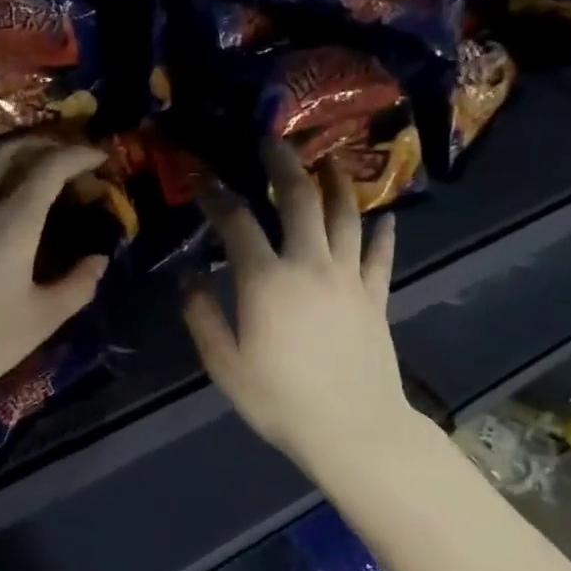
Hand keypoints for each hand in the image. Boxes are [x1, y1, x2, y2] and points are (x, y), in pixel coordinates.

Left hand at [0, 137, 109, 420]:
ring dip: (12, 159)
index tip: (99, 156)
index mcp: (10, 221)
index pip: (49, 167)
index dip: (78, 155)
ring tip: (32, 175)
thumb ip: (77, 285)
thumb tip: (97, 261)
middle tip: (69, 157)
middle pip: (10, 151)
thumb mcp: (40, 321)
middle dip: (45, 144)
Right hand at [182, 142, 416, 473]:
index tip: (202, 181)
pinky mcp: (376, 296)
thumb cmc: (279, 400)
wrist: (352, 429)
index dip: (217, 198)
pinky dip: (382, 232)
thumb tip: (188, 279)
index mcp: (267, 281)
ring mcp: (349, 278)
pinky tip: (382, 218)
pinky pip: (381, 254)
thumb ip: (202, 317)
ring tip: (328, 161)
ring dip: (336, 182)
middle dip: (284, 165)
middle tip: (273, 141)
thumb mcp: (225, 365)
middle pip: (300, 199)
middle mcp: (310, 265)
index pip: (238, 224)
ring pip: (346, 215)